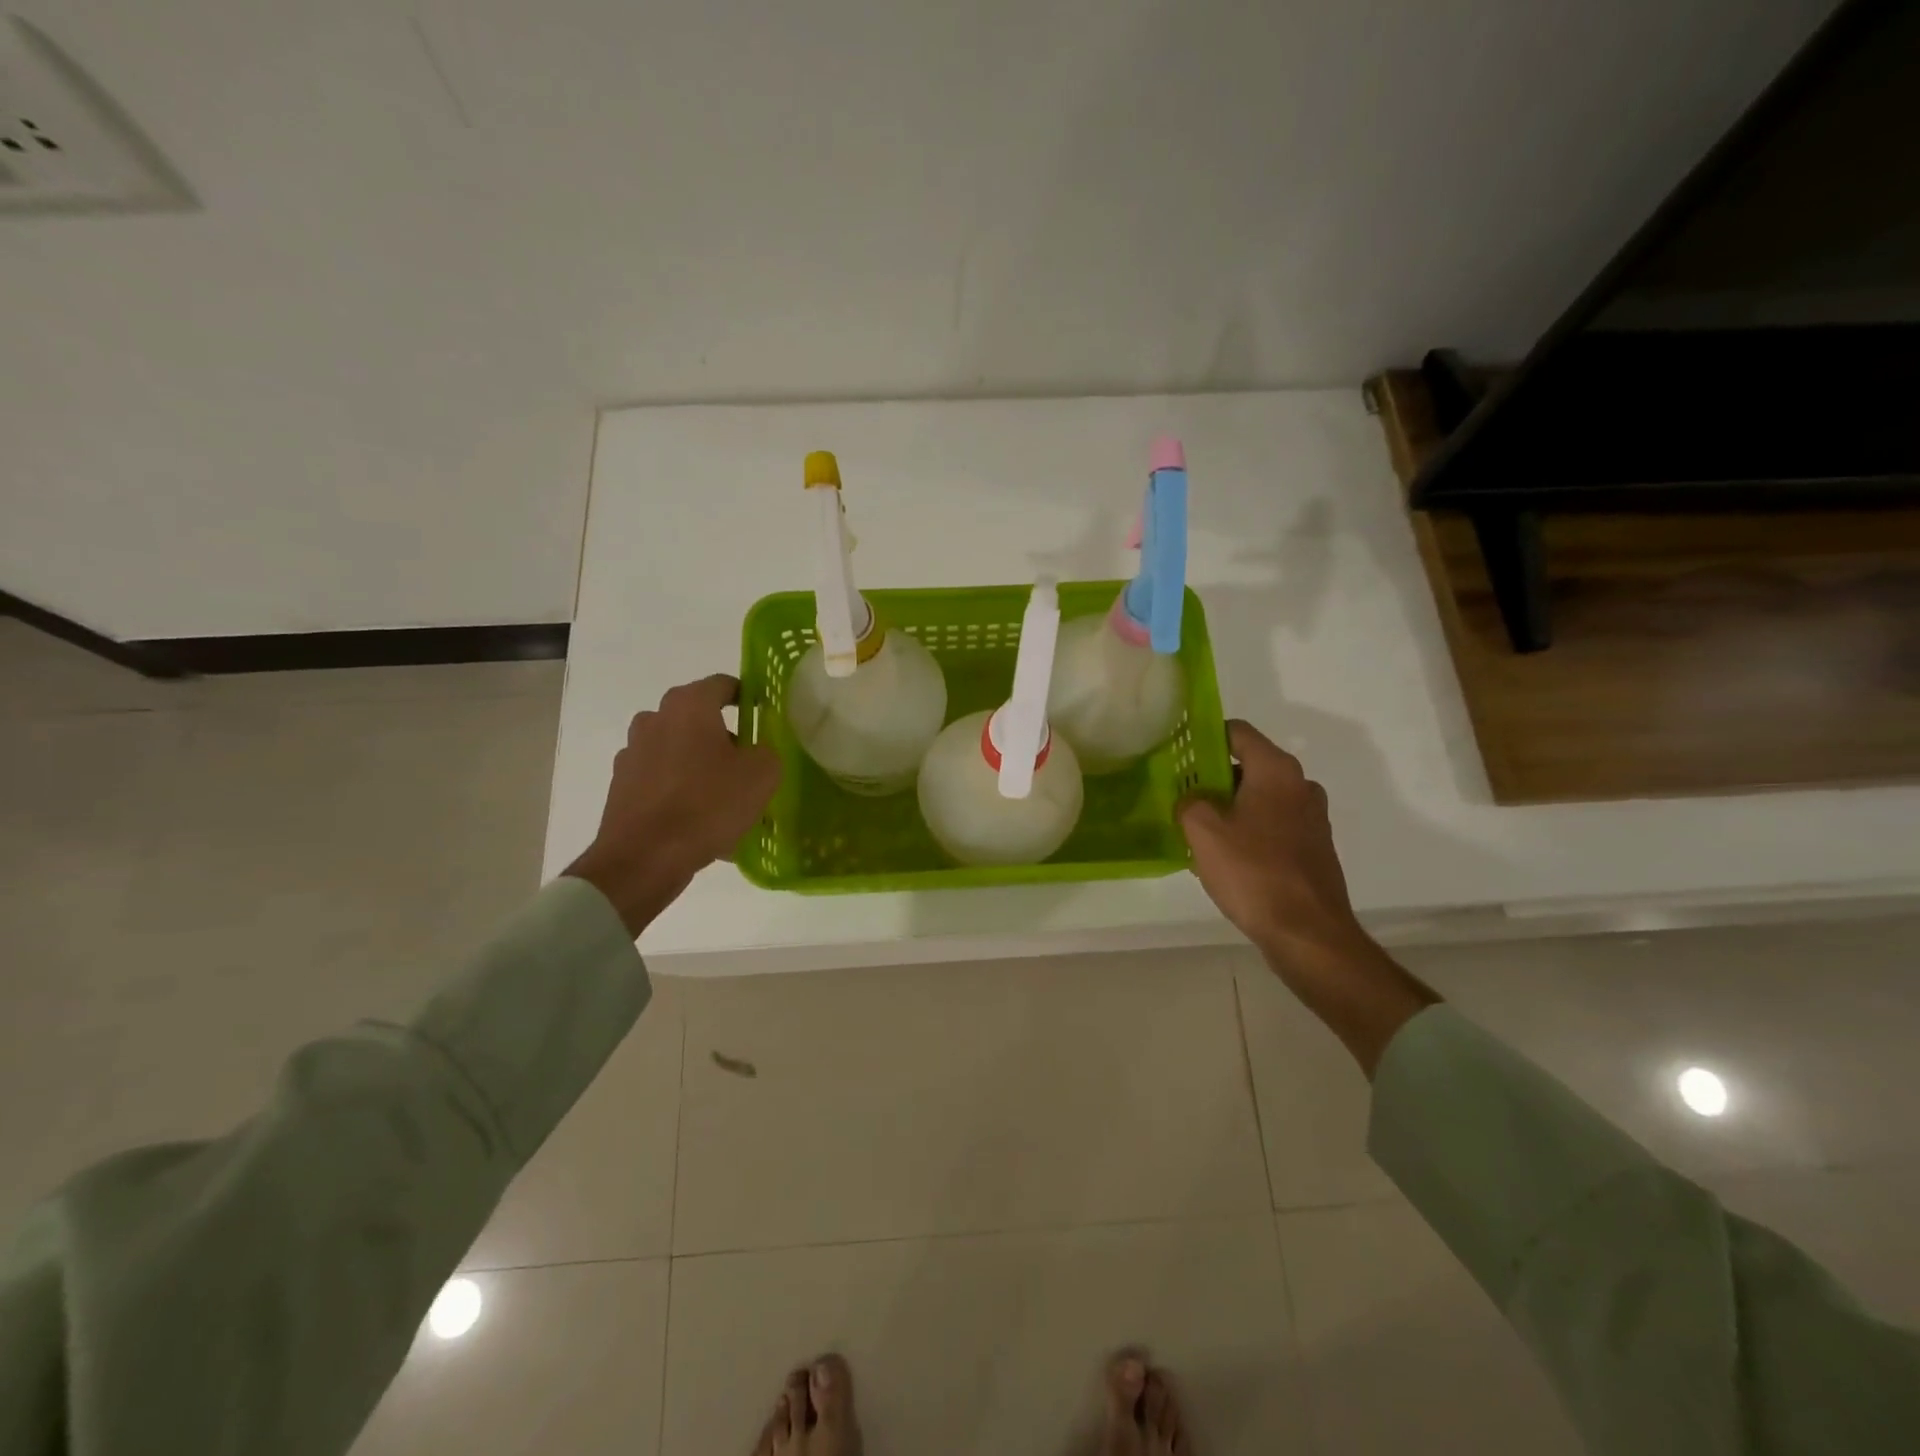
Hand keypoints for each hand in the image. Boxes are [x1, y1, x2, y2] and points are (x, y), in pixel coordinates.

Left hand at [565, 674, 780, 935]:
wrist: (644, 858)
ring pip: (678, 749)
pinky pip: (661, 779)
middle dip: (724, 735)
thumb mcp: (762, 774)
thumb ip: (767, 750)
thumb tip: (757, 750)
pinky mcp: (621, 785)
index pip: (723, 685)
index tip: (763, 716)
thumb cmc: (708, 804)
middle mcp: (654, 719)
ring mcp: (633, 752)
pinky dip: (680, 790)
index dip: (747, 697)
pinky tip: (699, 820)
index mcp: (688, 705)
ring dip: (700, 764)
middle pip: (698, 718)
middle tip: (748, 762)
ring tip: (724, 797)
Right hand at [1178, 720, 1436, 1074]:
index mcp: (1276, 770)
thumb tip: (1193, 800)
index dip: (1205, 737)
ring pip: (1261, 797)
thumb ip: (1189, 802)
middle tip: (1183, 796)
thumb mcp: (1202, 832)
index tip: (1179, 753)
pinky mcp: (1314, 847)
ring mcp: (1312, 818)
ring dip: (1231, 806)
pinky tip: (1228, 857)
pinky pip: (1274, 824)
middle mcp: (1300, 785)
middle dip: (1214, 777)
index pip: (1237, 732)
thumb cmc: (1253, 873)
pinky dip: (1250, 830)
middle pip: (1249, 765)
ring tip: (1200, 831)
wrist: (1308, 933)